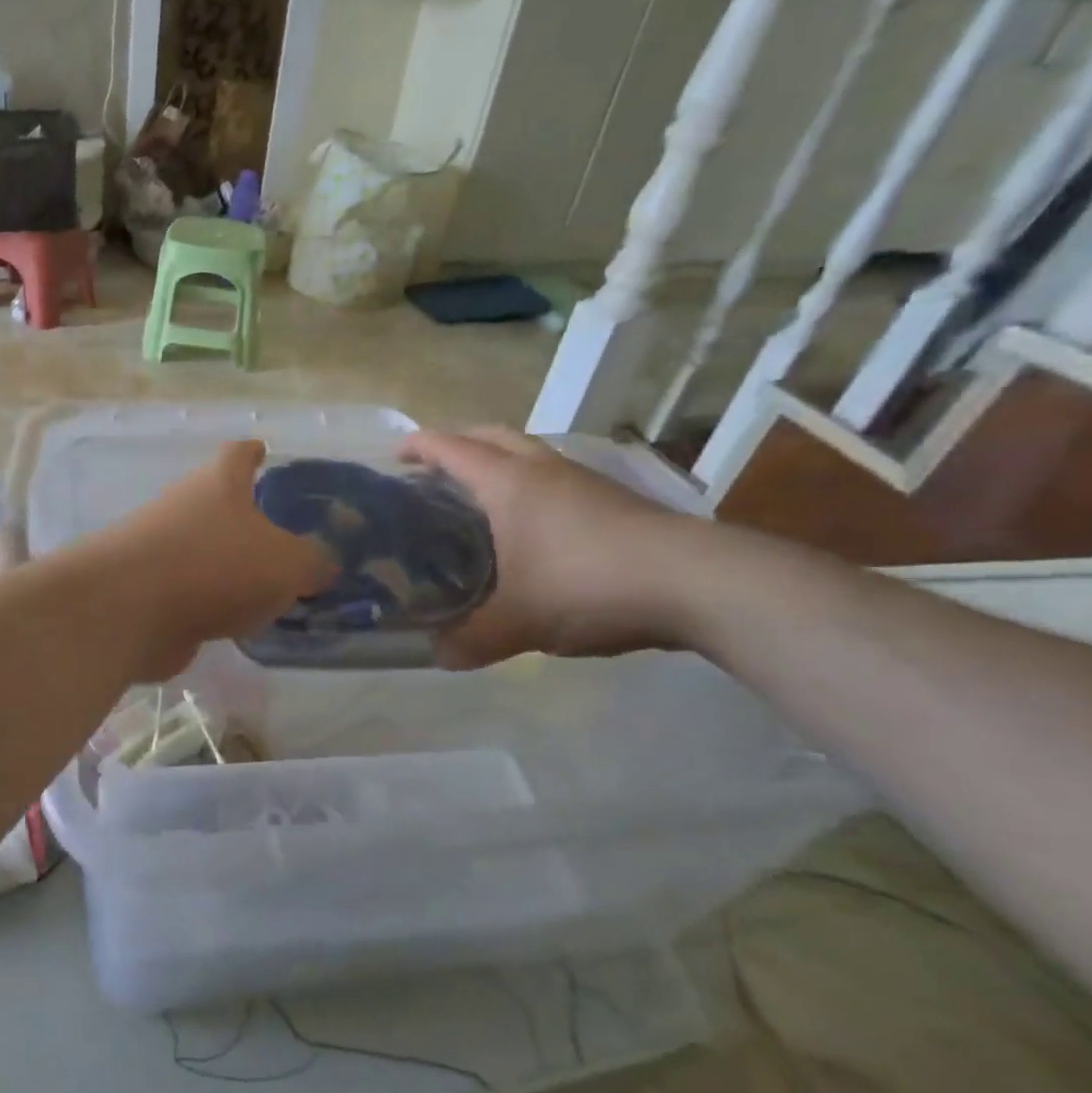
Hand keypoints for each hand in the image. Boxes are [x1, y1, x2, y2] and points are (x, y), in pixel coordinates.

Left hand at [83, 440, 336, 680]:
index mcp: (218, 483)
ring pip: (201, 549)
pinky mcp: (144, 590)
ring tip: (265, 588)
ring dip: (226, 565)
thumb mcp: (286, 564)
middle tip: (280, 538)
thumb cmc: (216, 565)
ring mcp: (157, 548)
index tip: (263, 450)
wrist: (129, 608)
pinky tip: (233, 623)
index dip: (253, 452)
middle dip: (244, 518)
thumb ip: (312, 563)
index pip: (238, 454)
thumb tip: (323, 565)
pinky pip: (187, 591)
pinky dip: (208, 602)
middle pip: (216, 503)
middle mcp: (183, 506)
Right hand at [398, 428, 693, 668]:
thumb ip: (470, 640)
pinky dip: (529, 487)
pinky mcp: (614, 500)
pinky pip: (554, 478)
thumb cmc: (587, 584)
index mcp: (508, 484)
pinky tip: (530, 528)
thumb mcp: (517, 623)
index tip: (393, 456)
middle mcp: (542, 470)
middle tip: (431, 473)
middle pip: (490, 436)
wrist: (697, 583)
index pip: (451, 449)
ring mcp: (582, 481)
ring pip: (527, 454)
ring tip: (476, 500)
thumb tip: (437, 656)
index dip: (418, 446)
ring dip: (497, 464)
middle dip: (456, 445)